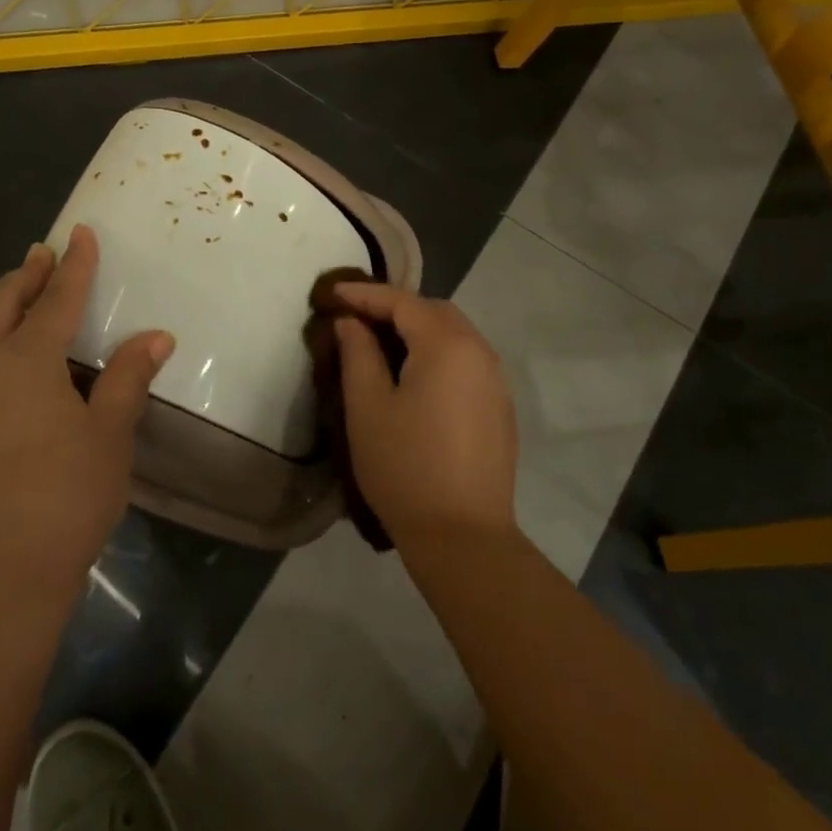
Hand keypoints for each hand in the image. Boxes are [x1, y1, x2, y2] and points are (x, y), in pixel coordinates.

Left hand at [0, 225, 173, 588]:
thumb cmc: (66, 499)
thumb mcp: (111, 435)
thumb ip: (128, 378)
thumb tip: (156, 336)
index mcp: (29, 361)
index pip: (59, 300)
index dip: (74, 266)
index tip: (81, 234)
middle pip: (3, 308)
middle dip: (26, 279)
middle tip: (41, 257)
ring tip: (5, 293)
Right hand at [333, 283, 517, 549]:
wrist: (463, 536)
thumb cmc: (405, 466)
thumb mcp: (367, 406)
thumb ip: (358, 353)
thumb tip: (351, 322)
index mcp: (446, 345)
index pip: (402, 302)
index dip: (364, 294)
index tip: (331, 294)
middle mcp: (479, 352)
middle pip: (434, 311)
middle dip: (394, 307)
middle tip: (356, 317)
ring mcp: (495, 380)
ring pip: (454, 334)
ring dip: (418, 329)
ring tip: (382, 344)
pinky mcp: (500, 407)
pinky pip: (466, 360)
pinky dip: (438, 353)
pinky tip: (416, 376)